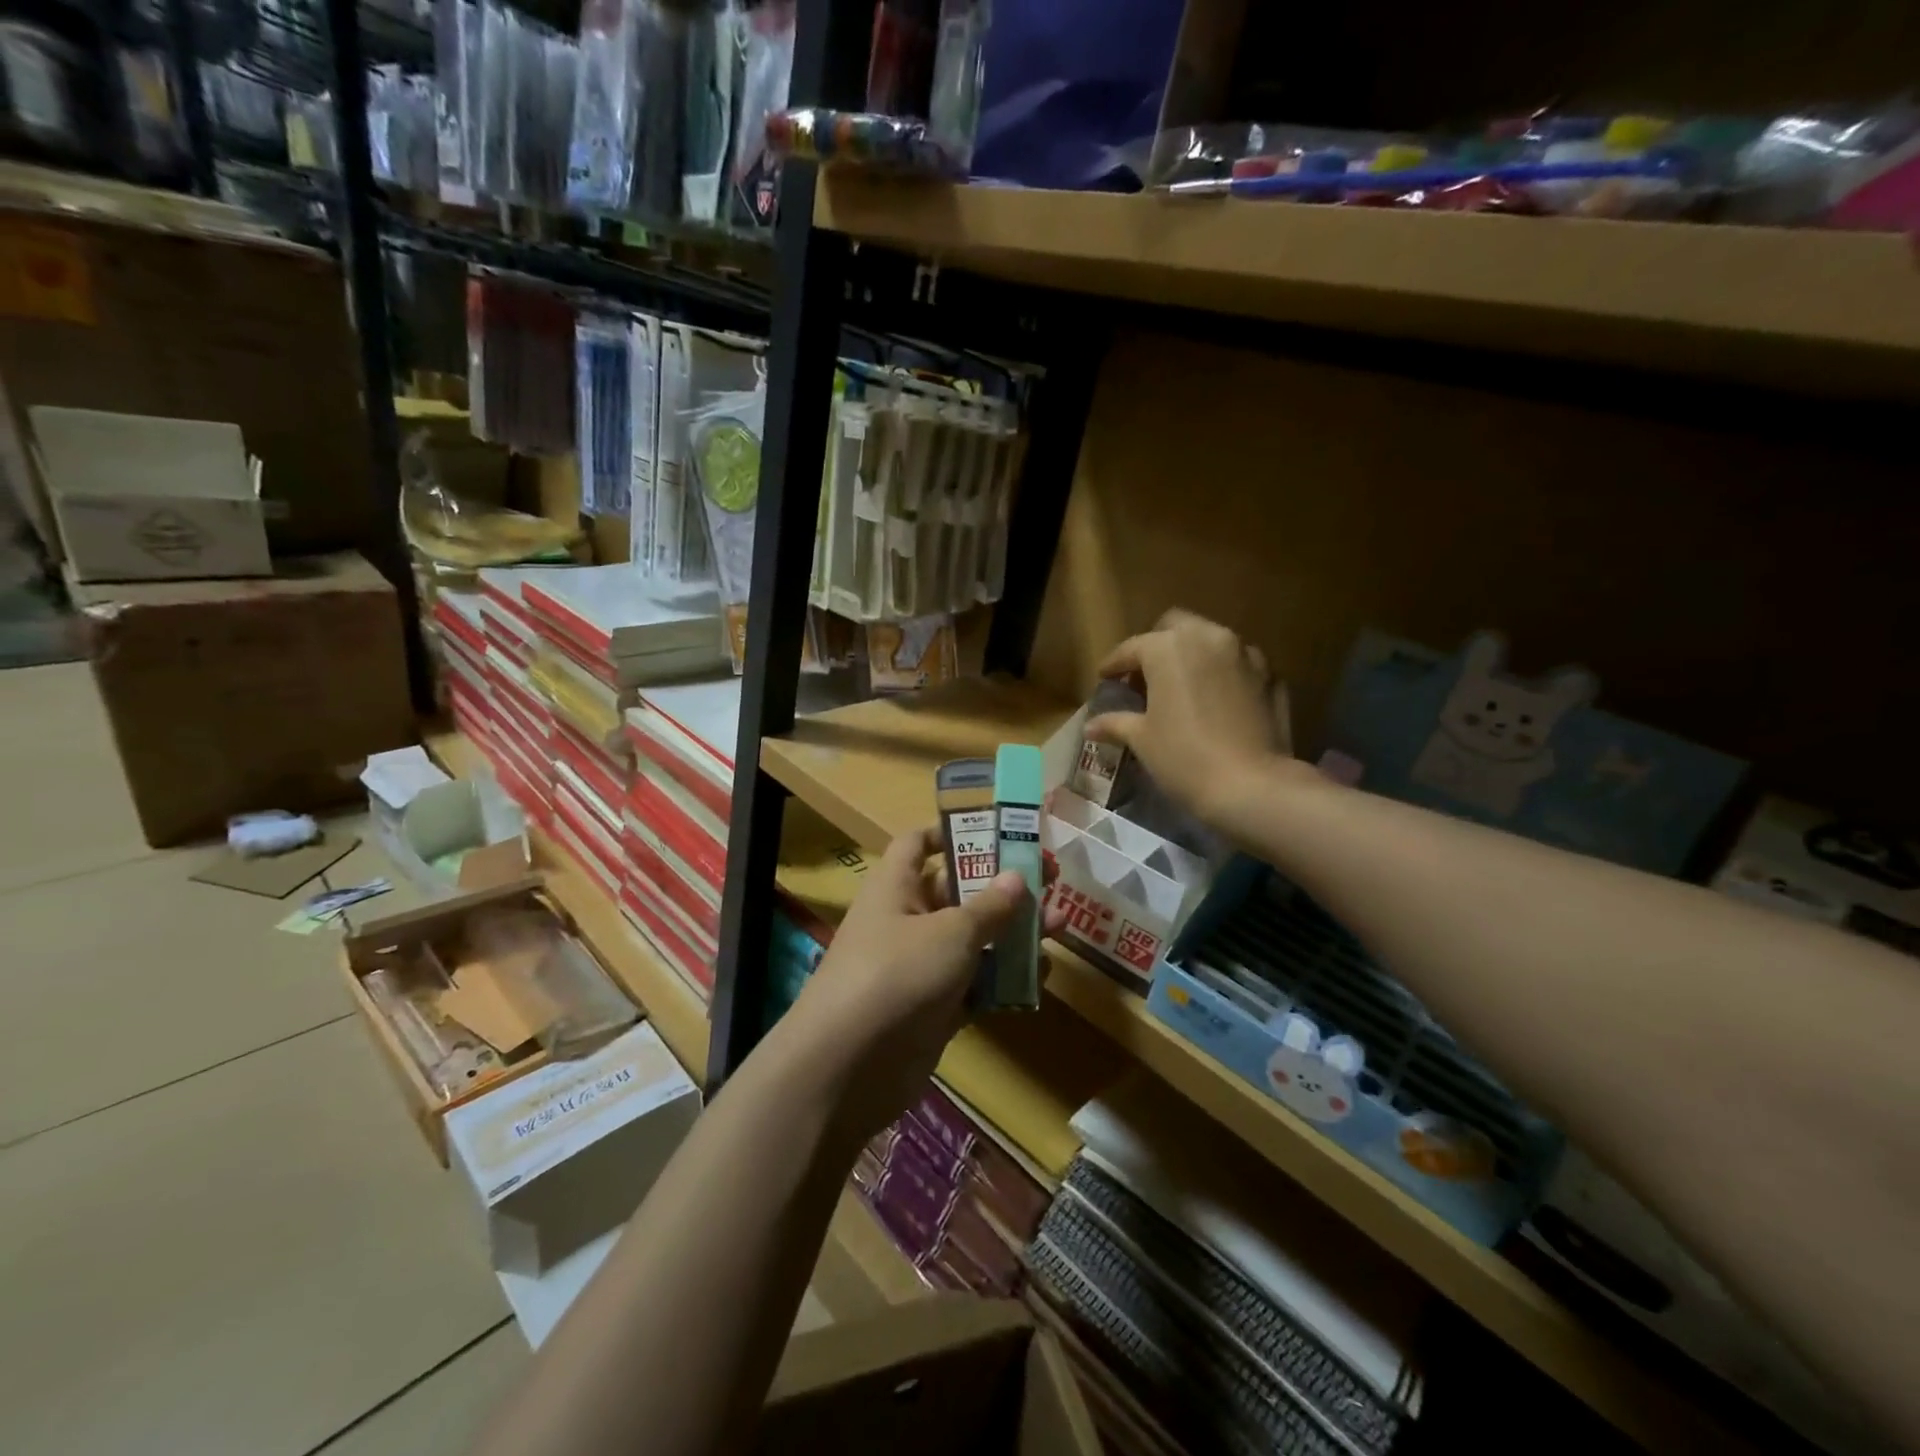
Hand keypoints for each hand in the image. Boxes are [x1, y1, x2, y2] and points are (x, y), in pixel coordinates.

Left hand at [784, 827, 1064, 1143]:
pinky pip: (974, 986)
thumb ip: (989, 906)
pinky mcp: (933, 1009)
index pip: (918, 844)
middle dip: (1003, 887)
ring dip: (1013, 934)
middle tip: (1051, 878)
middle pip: (958, 893)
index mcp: (897, 887)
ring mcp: (920, 968)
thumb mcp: (950, 931)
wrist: (848, 1067)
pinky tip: (1040, 975)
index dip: (951, 833)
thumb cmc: (897, 973)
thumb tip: (1018, 877)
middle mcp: (906, 921)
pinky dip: (1003, 981)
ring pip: (973, 941)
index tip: (996, 832)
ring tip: (1060, 925)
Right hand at [1085, 609, 1292, 826]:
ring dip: (1193, 656)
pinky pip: (1238, 665)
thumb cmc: (1183, 757)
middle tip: (1144, 675)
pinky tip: (1215, 701)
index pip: (1132, 647)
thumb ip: (1115, 723)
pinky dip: (1223, 675)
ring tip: (1182, 687)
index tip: (1104, 678)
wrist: (1251, 786)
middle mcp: (1209, 638)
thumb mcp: (1142, 739)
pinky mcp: (1272, 676)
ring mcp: (1246, 654)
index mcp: (1169, 647)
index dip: (1114, 664)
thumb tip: (1090, 726)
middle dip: (1157, 645)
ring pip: (1211, 641)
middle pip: (1176, 627)